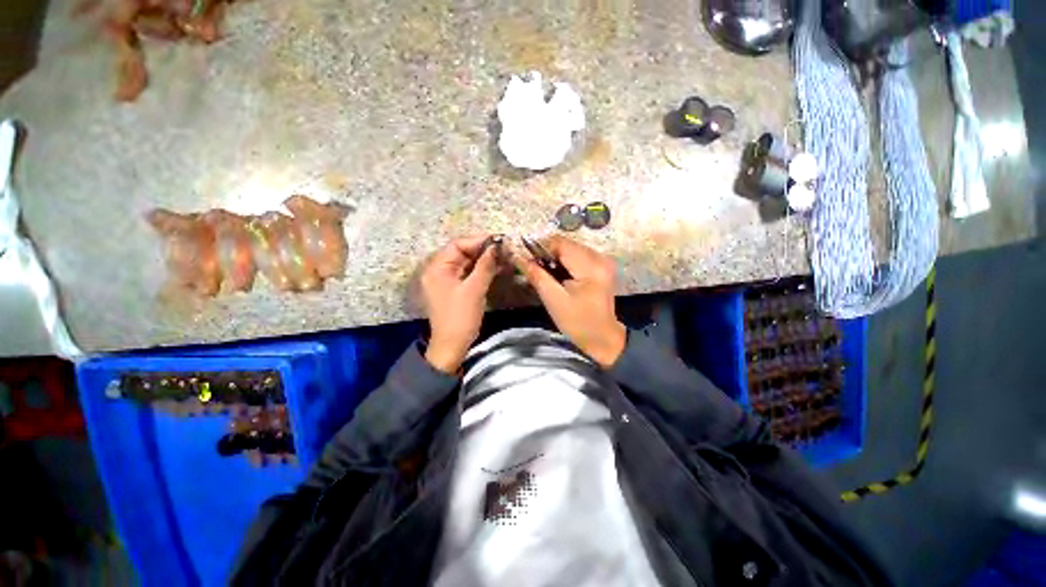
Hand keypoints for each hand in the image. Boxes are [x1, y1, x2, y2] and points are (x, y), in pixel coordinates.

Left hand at [420, 235, 499, 372]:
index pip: (457, 245)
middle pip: (462, 252)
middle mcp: (439, 270)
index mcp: (437, 268)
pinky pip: (468, 273)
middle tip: (504, 249)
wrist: (452, 346)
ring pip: (467, 263)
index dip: (478, 241)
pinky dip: (481, 270)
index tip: (499, 241)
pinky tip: (496, 267)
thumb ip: (485, 266)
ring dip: (484, 260)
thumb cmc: (460, 317)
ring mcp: (447, 280)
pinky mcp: (455, 288)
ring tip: (503, 257)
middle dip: (483, 250)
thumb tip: (497, 246)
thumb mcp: (474, 290)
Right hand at [513, 236, 625, 367]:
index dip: (540, 248)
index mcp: (590, 266)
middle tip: (534, 268)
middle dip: (547, 253)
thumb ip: (537, 276)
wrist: (602, 337)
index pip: (560, 243)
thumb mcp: (553, 300)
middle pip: (566, 244)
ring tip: (546, 274)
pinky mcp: (601, 266)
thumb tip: (518, 257)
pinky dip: (565, 262)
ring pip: (571, 248)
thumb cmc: (577, 322)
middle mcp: (600, 258)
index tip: (527, 259)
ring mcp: (603, 261)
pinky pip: (578, 255)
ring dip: (555, 257)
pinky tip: (559, 275)